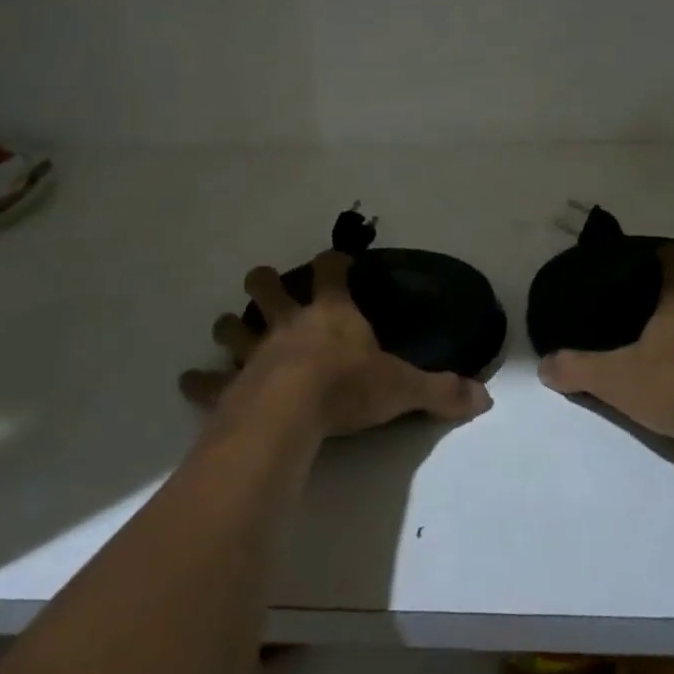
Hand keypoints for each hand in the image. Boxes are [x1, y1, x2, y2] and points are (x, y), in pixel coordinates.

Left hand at [179, 252, 491, 438]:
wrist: (292, 414)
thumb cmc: (348, 389)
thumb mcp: (403, 389)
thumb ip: (441, 390)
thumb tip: (484, 397)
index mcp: (331, 315)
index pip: (331, 271)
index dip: (333, 261)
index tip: (335, 258)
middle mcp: (289, 324)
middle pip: (267, 288)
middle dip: (265, 283)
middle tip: (266, 285)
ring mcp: (255, 353)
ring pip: (232, 327)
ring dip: (229, 326)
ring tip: (227, 328)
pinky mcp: (230, 386)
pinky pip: (208, 381)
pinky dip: (199, 381)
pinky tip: (189, 380)